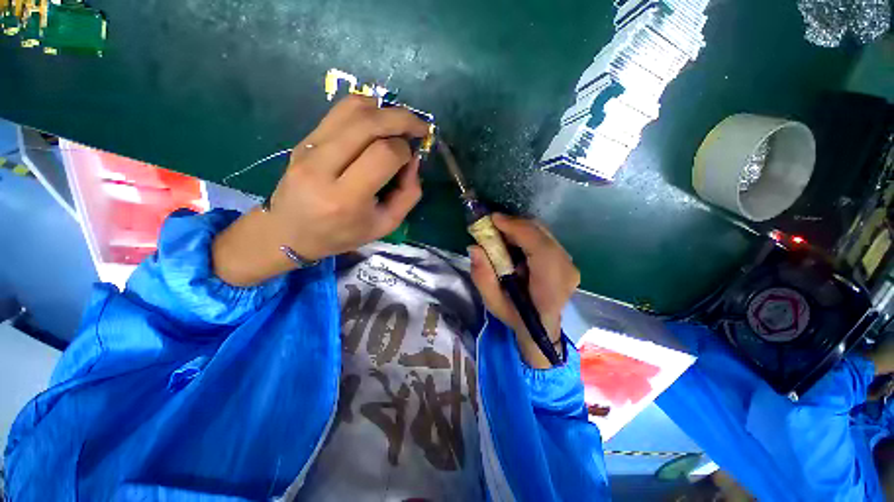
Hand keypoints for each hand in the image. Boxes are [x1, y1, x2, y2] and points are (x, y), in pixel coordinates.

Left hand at [213, 95, 430, 285]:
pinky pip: (339, 112)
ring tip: (398, 124)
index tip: (410, 159)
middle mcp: (323, 167)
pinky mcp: (304, 139)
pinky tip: (377, 124)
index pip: (383, 155)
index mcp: (346, 198)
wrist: (290, 232)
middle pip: (368, 123)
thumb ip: (408, 194)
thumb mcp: (385, 225)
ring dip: (384, 110)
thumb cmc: (342, 234)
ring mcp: (309, 148)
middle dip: (402, 119)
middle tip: (419, 126)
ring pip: (352, 108)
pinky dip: (366, 110)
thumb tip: (413, 159)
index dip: (405, 150)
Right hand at [469, 214, 579, 368]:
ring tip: (500, 234)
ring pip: (543, 233)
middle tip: (492, 226)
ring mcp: (570, 264)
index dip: (517, 228)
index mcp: (551, 286)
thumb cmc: (516, 317)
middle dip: (514, 225)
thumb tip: (475, 247)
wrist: (541, 327)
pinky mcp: (566, 259)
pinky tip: (513, 242)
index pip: (540, 247)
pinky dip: (526, 234)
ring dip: (519, 229)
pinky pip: (545, 238)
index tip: (493, 219)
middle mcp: (566, 271)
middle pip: (542, 234)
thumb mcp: (492, 302)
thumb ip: (482, 276)